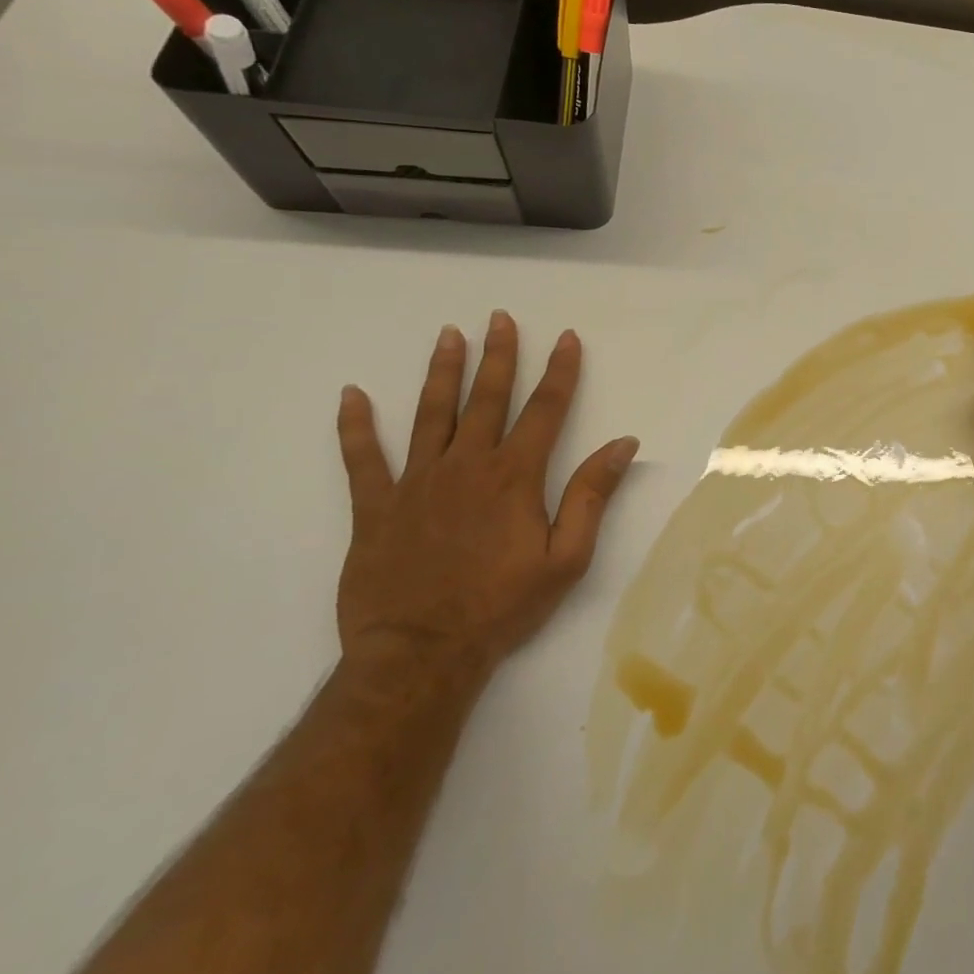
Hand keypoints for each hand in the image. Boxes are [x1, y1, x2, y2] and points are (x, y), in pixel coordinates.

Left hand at [334, 311, 638, 688]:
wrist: (421, 654)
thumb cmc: (502, 606)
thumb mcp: (567, 557)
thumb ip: (592, 495)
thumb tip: (622, 444)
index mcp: (515, 476)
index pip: (545, 410)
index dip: (559, 371)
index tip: (566, 338)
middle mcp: (467, 465)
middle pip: (486, 398)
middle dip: (498, 355)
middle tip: (500, 318)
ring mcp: (416, 482)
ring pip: (430, 414)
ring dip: (442, 372)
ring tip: (448, 335)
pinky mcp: (375, 507)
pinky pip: (362, 459)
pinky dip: (355, 427)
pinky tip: (351, 396)